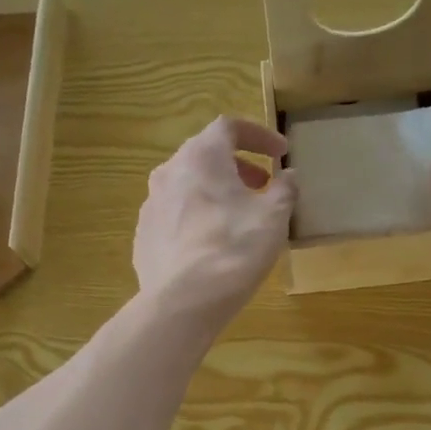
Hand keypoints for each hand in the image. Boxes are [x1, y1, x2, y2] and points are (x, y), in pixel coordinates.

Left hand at [134, 116, 296, 330]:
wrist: (182, 302)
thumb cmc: (234, 250)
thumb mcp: (274, 217)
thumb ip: (284, 190)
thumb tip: (288, 178)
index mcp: (201, 156)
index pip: (230, 127)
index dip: (259, 136)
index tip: (281, 154)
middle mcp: (169, 172)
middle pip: (205, 156)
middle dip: (237, 167)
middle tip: (261, 187)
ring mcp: (150, 205)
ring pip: (187, 187)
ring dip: (215, 193)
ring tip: (237, 218)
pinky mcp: (143, 236)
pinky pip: (174, 217)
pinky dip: (196, 219)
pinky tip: (210, 246)